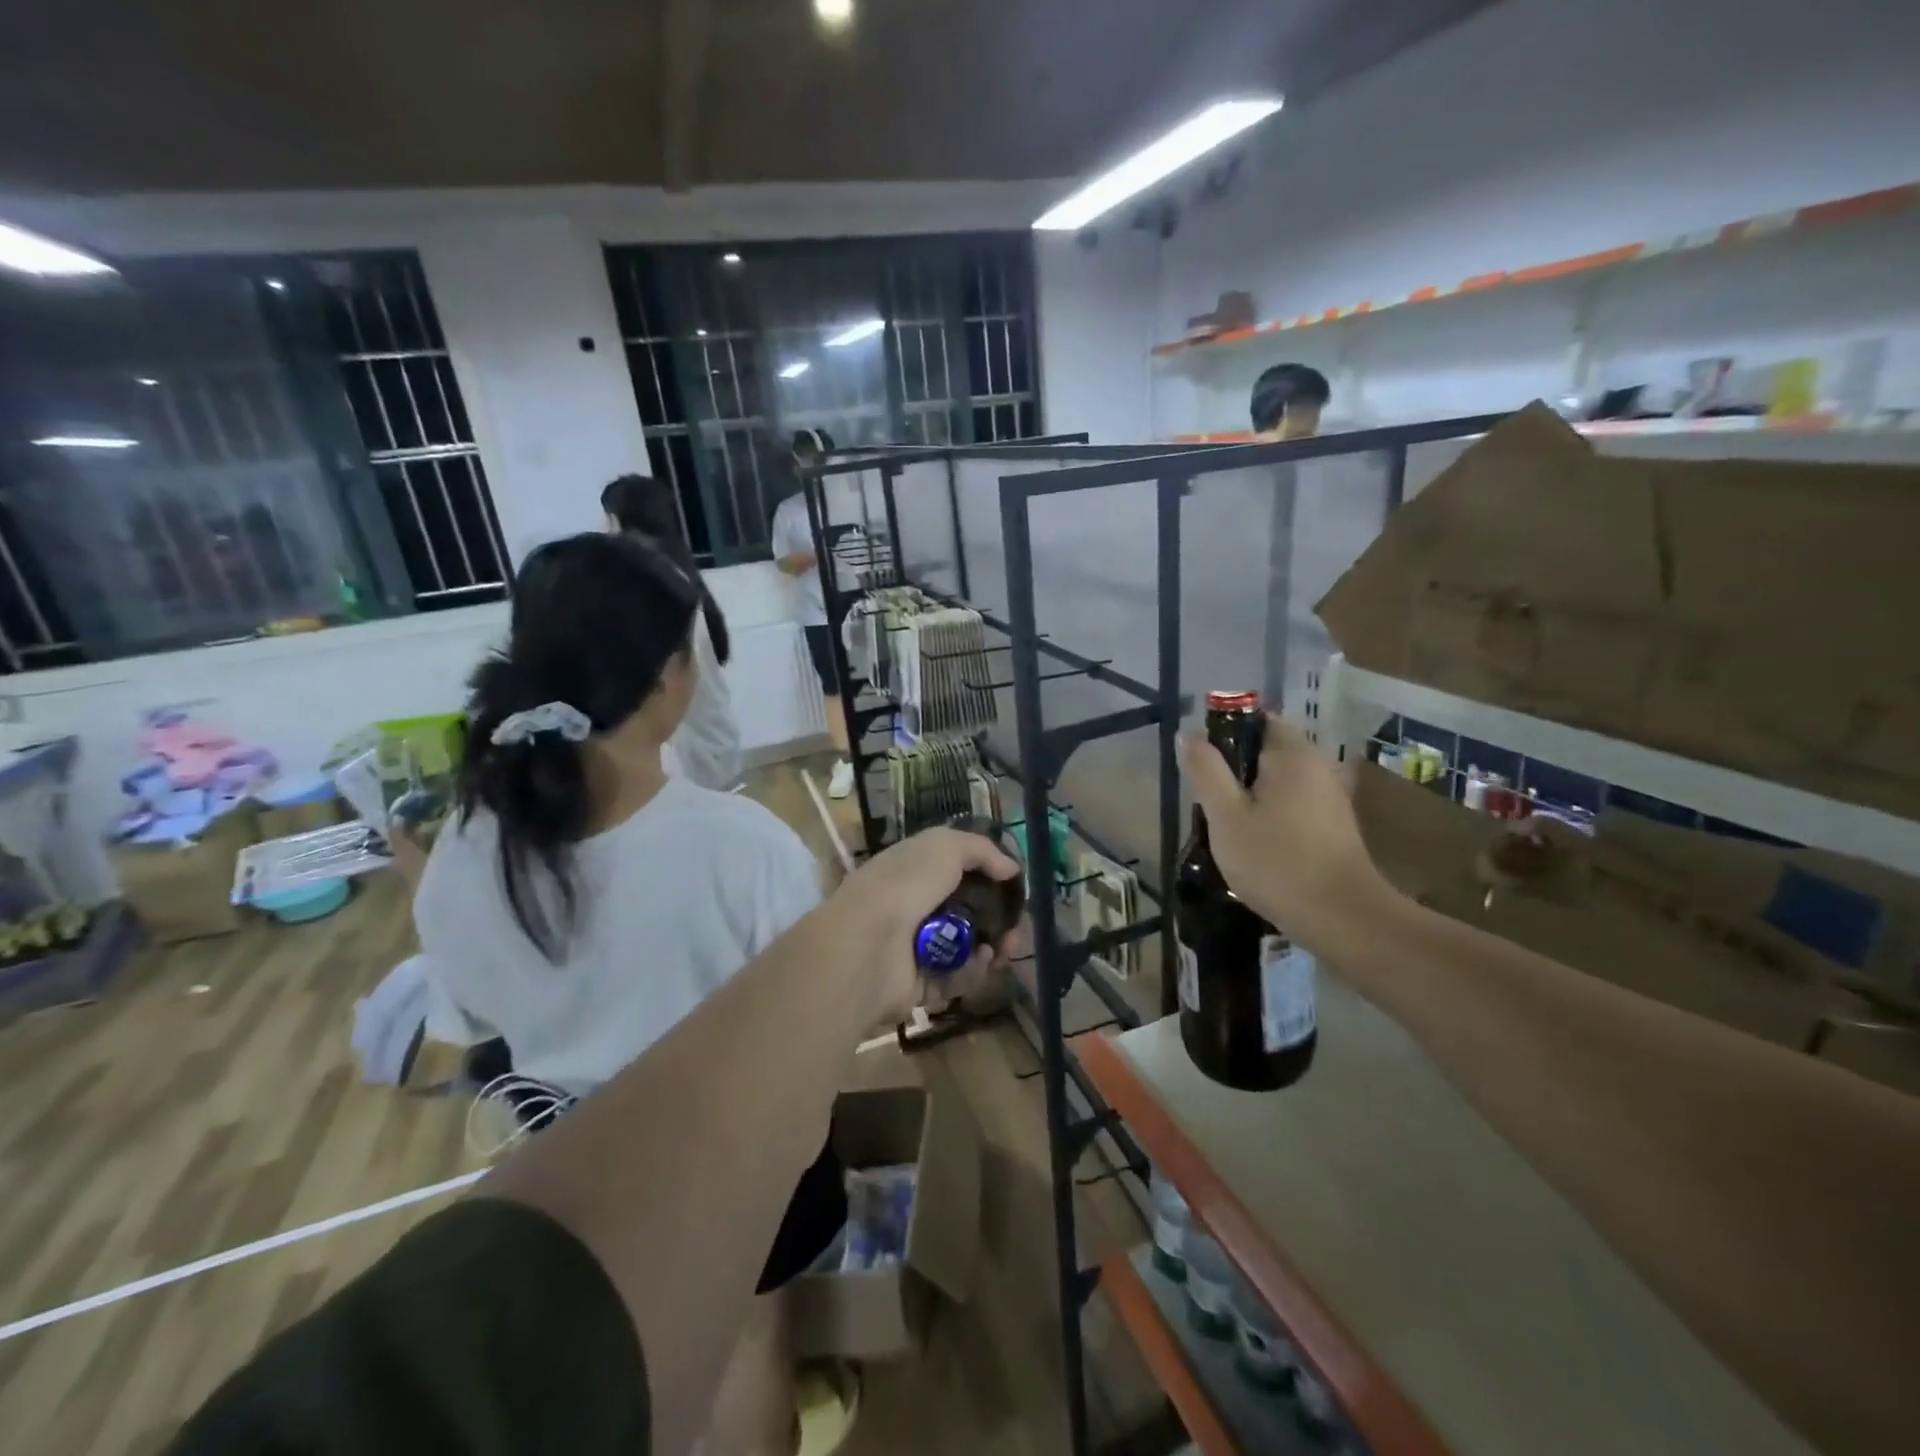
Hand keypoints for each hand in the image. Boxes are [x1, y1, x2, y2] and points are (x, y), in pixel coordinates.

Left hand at [832, 826, 1021, 1021]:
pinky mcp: (918, 985)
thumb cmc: (905, 884)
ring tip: (1002, 949)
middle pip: (967, 914)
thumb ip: (981, 850)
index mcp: (914, 871)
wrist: (867, 944)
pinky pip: (955, 978)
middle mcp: (913, 907)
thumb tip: (1011, 868)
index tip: (1012, 888)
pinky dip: (972, 972)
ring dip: (990, 948)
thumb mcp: (945, 847)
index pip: (956, 871)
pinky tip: (981, 964)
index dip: (987, 878)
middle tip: (1015, 931)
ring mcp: (915, 948)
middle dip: (998, 921)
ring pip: (965, 949)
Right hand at [1180, 715, 1390, 951]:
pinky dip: (1272, 814)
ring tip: (1228, 828)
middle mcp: (1318, 765)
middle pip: (1266, 751)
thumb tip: (1189, 733)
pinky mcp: (1336, 824)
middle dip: (1235, 770)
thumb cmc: (1276, 861)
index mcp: (1292, 754)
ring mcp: (1331, 795)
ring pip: (1279, 780)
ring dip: (1252, 796)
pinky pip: (1294, 803)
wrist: (1341, 917)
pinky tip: (1257, 845)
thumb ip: (1206, 770)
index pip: (1256, 719)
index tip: (1203, 766)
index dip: (1224, 735)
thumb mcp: (1225, 816)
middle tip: (1210, 804)